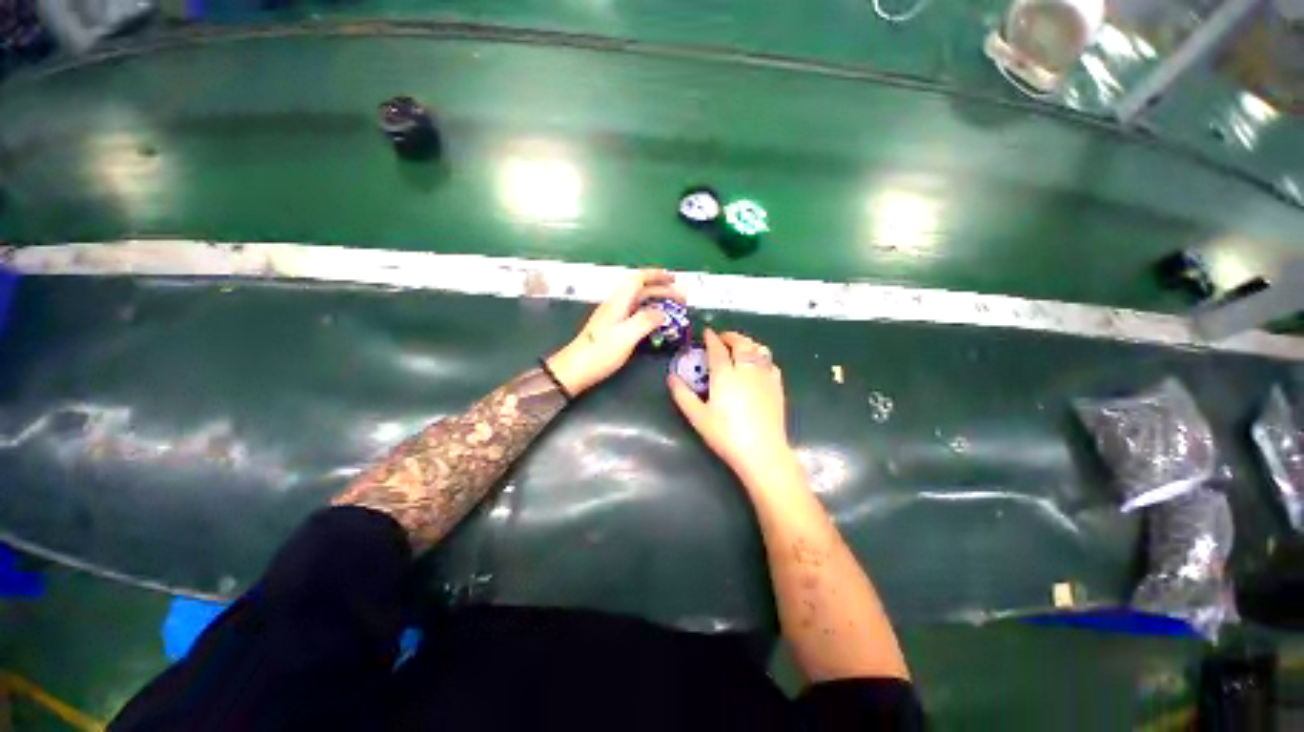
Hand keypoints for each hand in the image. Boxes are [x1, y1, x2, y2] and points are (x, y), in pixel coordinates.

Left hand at [546, 269, 683, 395]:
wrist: (574, 370)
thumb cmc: (599, 353)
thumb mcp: (626, 337)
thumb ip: (645, 321)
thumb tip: (663, 313)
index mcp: (618, 303)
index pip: (638, 279)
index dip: (656, 275)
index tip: (674, 278)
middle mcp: (615, 305)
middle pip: (640, 289)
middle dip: (662, 290)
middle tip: (681, 300)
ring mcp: (613, 317)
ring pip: (638, 302)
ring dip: (656, 301)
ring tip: (673, 309)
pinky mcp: (612, 328)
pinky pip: (635, 313)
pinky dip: (649, 313)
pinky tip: (655, 322)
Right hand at [668, 330, 795, 482]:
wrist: (762, 452)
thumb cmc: (726, 434)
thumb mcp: (697, 417)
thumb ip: (682, 395)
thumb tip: (671, 377)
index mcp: (725, 374)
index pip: (717, 349)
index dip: (711, 338)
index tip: (706, 332)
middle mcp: (746, 369)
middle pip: (741, 343)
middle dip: (731, 336)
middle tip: (722, 337)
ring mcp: (765, 376)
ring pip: (759, 349)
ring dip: (748, 342)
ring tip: (740, 346)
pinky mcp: (777, 386)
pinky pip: (770, 363)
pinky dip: (761, 356)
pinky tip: (757, 364)